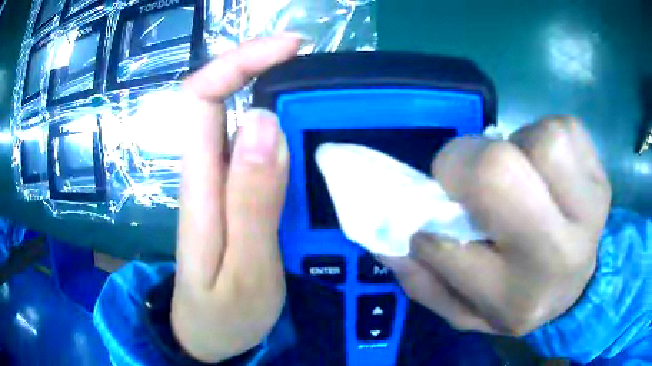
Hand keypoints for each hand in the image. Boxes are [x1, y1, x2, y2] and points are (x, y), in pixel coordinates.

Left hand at [170, 36, 300, 362]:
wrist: (208, 338)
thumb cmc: (223, 315)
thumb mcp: (244, 270)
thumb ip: (252, 201)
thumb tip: (265, 122)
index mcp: (200, 184)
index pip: (202, 97)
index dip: (239, 61)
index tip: (290, 47)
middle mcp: (206, 171)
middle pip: (224, 98)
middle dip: (266, 69)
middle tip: (321, 73)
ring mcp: (221, 183)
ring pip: (245, 119)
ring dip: (283, 98)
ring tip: (328, 101)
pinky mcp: (236, 196)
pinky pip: (260, 150)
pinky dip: (288, 131)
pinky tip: (315, 140)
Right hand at [382, 117, 610, 335]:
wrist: (577, 287)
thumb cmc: (517, 299)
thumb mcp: (465, 311)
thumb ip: (423, 281)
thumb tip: (387, 237)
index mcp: (516, 297)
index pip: (452, 247)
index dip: (429, 225)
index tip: (435, 225)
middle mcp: (559, 255)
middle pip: (501, 174)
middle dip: (467, 164)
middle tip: (469, 178)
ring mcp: (591, 210)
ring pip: (543, 141)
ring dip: (517, 148)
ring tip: (522, 176)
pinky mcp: (602, 177)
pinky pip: (565, 129)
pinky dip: (544, 137)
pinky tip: (547, 168)